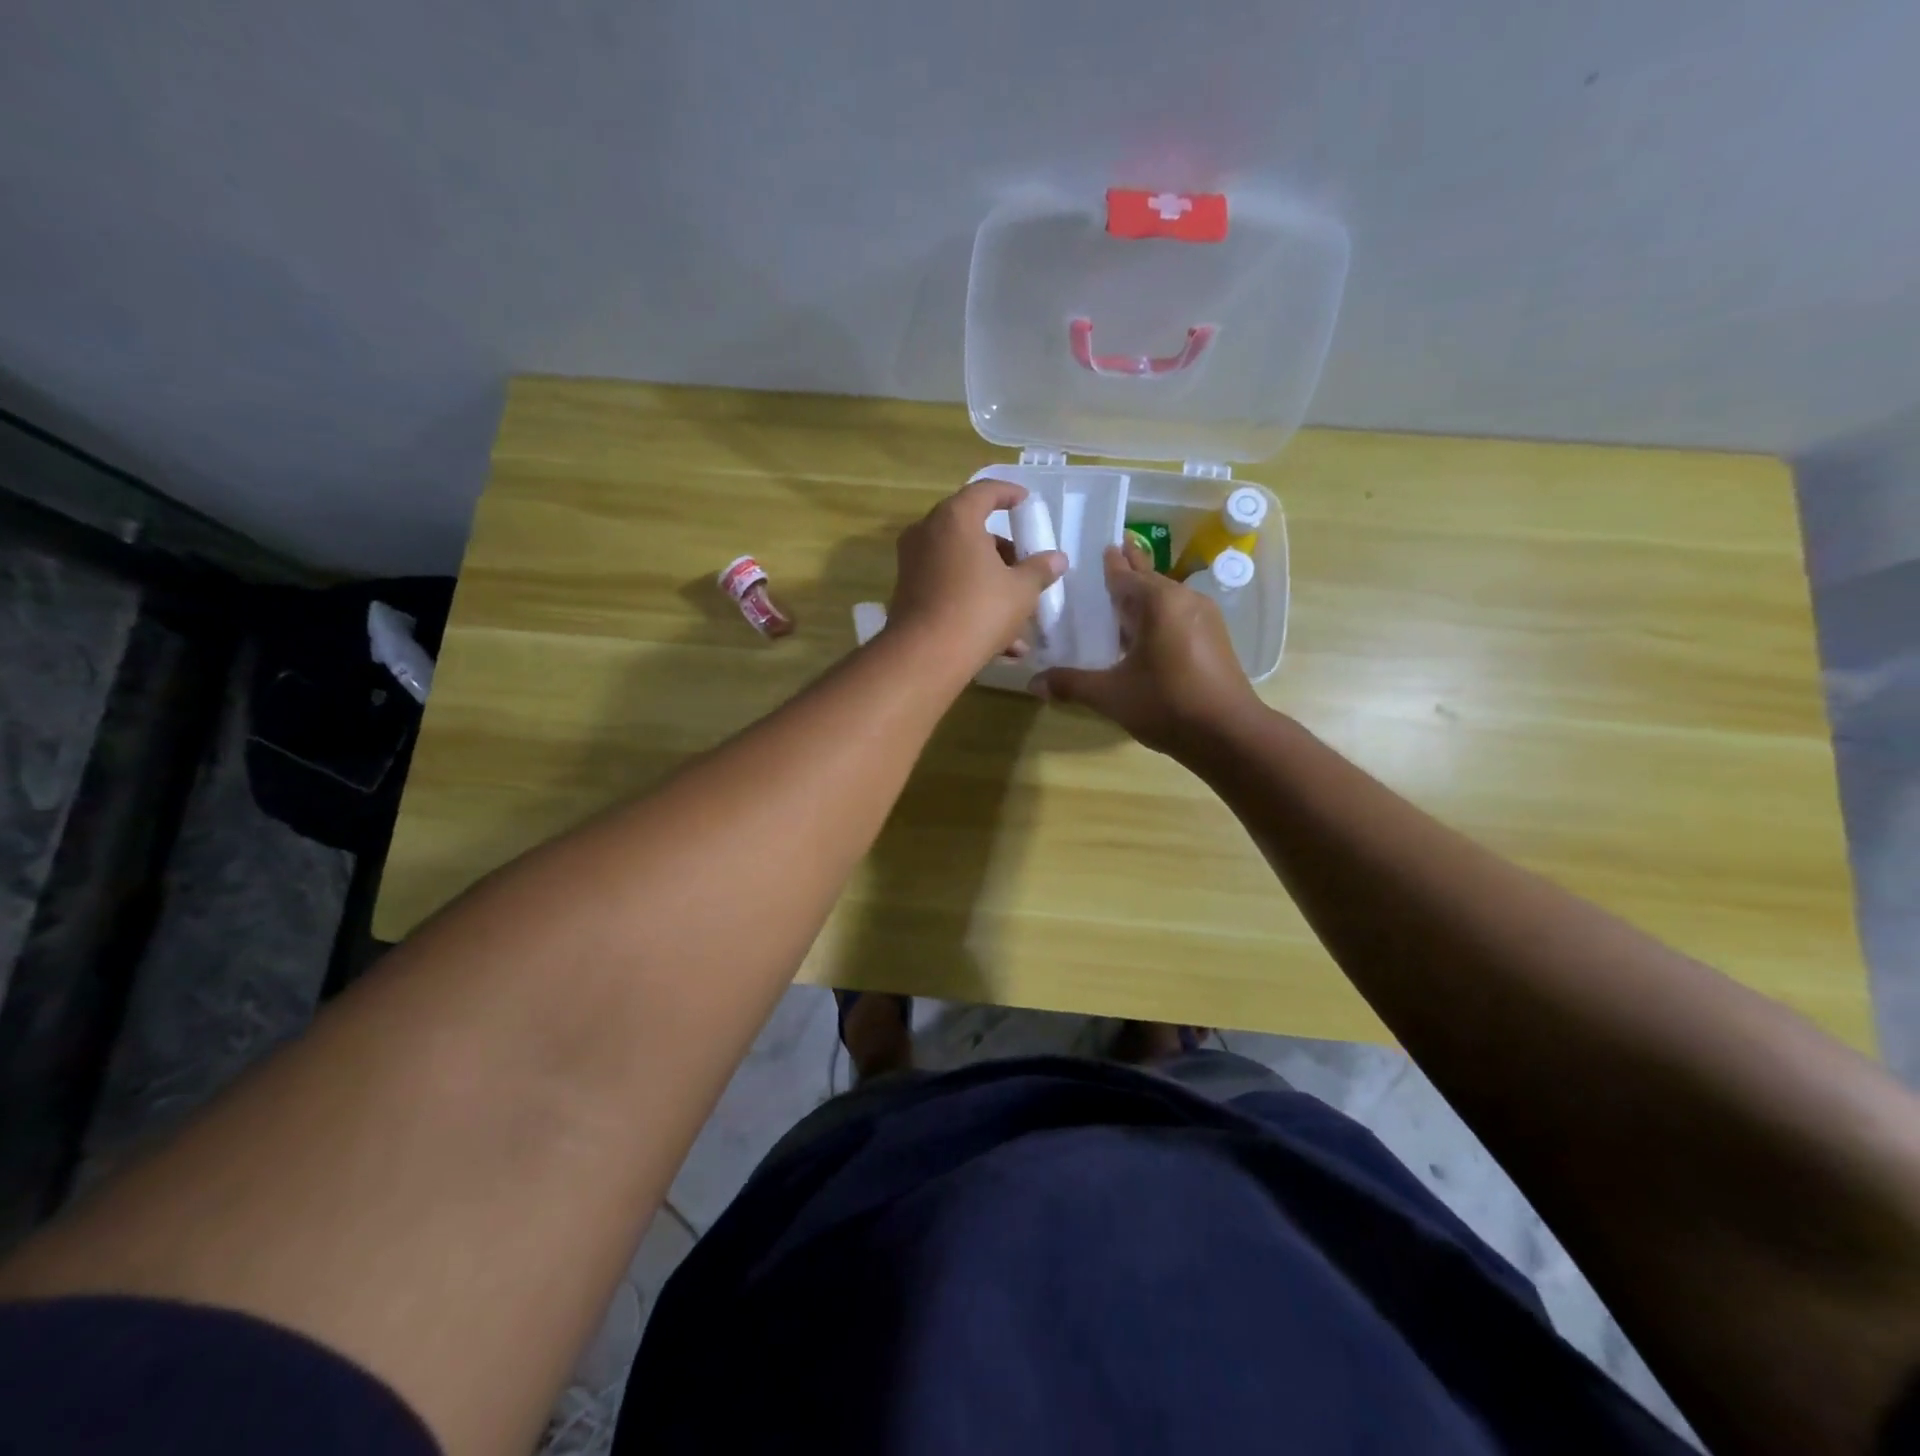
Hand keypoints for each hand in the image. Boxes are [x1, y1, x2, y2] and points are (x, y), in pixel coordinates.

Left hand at [886, 480, 1065, 674]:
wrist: (926, 656)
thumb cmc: (979, 610)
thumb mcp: (1021, 591)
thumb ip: (1039, 570)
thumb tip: (1057, 559)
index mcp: (955, 518)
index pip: (984, 491)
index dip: (1008, 493)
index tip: (1025, 502)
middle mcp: (927, 533)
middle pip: (970, 529)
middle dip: (1002, 550)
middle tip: (1024, 565)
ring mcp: (913, 564)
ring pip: (960, 564)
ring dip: (991, 584)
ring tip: (1021, 615)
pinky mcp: (908, 594)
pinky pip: (948, 588)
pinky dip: (972, 603)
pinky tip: (1004, 643)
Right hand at [1036, 542, 1261, 756]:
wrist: (1228, 734)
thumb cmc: (1166, 704)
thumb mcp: (1110, 695)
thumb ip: (1071, 684)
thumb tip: (1033, 683)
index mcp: (1158, 602)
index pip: (1125, 575)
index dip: (1109, 564)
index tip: (1100, 546)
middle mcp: (1184, 600)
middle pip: (1149, 579)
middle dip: (1130, 568)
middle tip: (1114, 550)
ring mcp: (1205, 618)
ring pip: (1166, 598)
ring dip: (1145, 595)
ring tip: (1124, 594)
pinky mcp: (1214, 638)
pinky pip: (1179, 615)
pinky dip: (1159, 614)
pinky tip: (1147, 630)